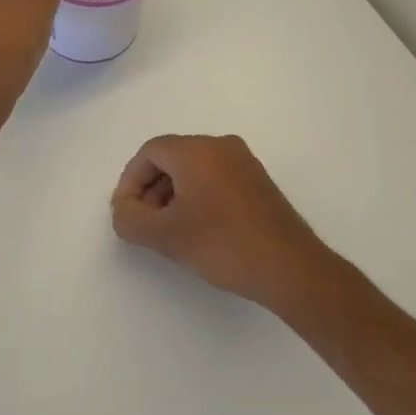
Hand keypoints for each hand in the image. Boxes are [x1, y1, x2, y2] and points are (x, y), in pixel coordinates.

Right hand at [112, 135, 329, 307]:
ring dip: (172, 195)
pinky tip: (197, 230)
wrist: (291, 268)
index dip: (130, 182)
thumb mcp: (165, 236)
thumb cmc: (223, 245)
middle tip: (145, 224)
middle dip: (151, 189)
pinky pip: (215, 178)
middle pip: (171, 158)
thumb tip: (125, 210)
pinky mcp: (258, 182)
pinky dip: (197, 198)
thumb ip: (130, 220)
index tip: (127, 214)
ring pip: (193, 169)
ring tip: (169, 231)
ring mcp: (244, 163)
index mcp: (197, 150)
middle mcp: (221, 146)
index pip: (149, 152)